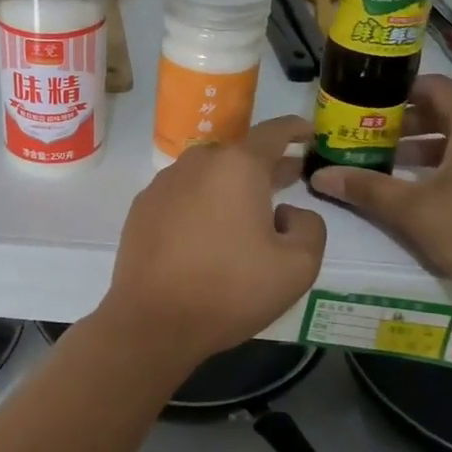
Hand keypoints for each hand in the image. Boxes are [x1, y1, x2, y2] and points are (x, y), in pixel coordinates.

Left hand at [96, 116, 326, 375]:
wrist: (153, 322)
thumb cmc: (230, 290)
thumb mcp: (298, 267)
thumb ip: (310, 227)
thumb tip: (286, 212)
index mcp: (237, 167)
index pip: (273, 133)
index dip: (295, 130)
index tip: (308, 132)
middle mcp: (197, 163)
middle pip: (239, 154)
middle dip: (266, 164)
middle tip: (288, 178)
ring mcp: (163, 183)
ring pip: (208, 173)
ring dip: (231, 185)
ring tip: (248, 210)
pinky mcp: (142, 208)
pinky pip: (182, 194)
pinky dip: (201, 202)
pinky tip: (208, 232)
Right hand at [307, 75, 451, 320]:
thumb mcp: (413, 212)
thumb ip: (366, 188)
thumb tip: (318, 175)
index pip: (434, 87)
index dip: (396, 91)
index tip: (363, 104)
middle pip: (446, 112)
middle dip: (404, 122)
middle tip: (365, 136)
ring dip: (423, 147)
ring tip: (384, 164)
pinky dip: (446, 165)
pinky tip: (421, 192)